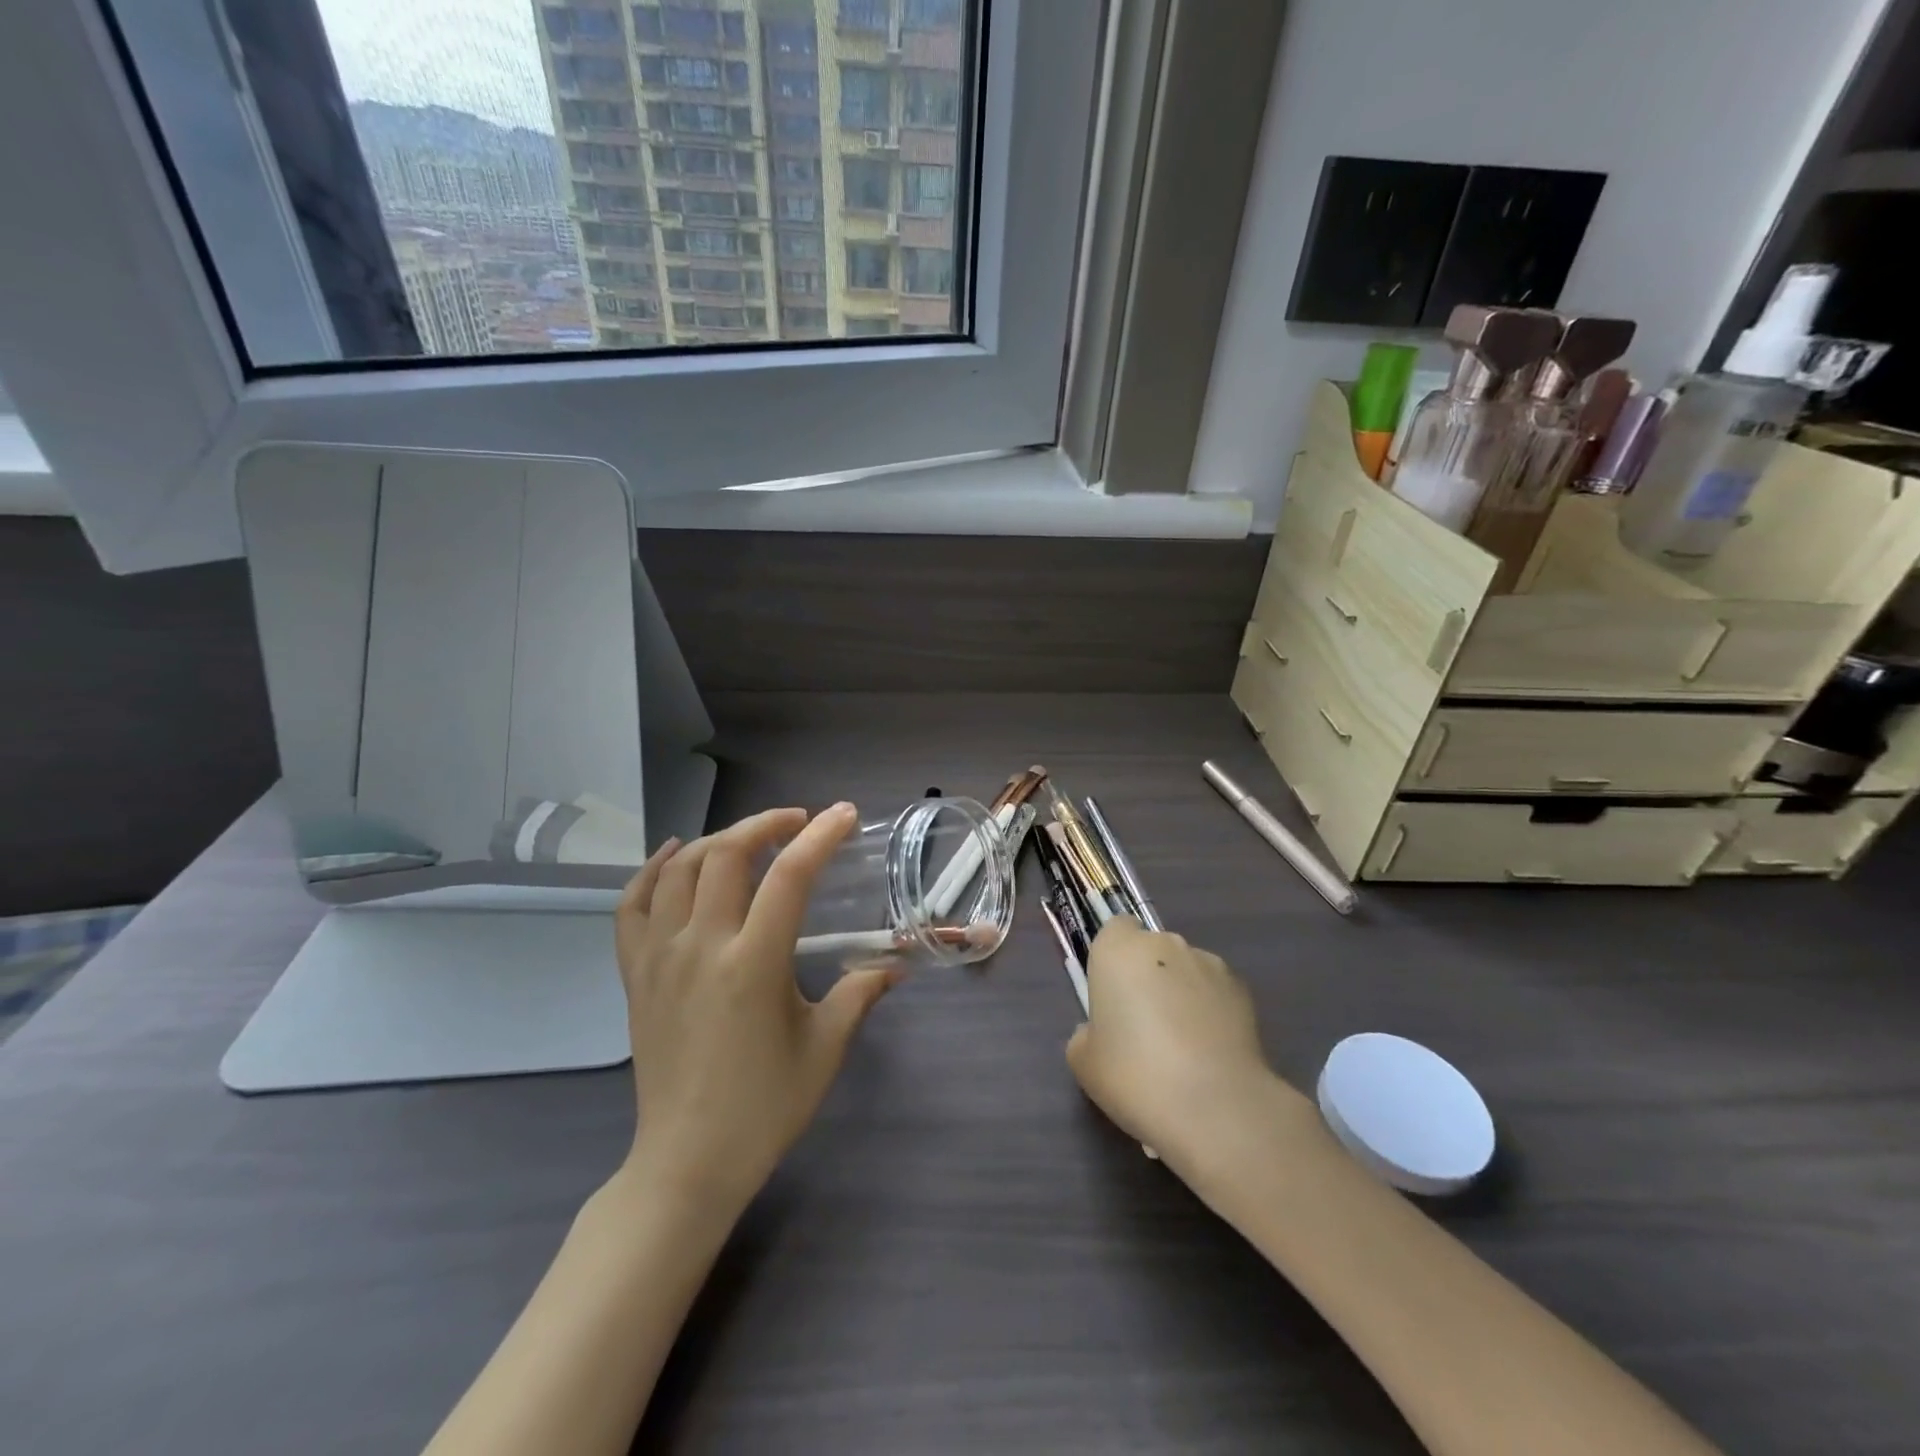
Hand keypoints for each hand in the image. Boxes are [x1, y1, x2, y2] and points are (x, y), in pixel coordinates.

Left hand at [615, 804, 899, 1210]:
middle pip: (726, 855)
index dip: (820, 836)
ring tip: (747, 839)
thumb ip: (859, 993)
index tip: (842, 815)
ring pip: (678, 869)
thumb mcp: (824, 1048)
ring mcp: (659, 958)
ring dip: (716, 840)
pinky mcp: (634, 975)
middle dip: (765, 824)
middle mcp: (701, 947)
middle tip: (797, 823)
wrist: (687, 1162)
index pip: (789, 876)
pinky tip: (673, 855)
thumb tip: (894, 964)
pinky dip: (651, 870)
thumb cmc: (764, 1107)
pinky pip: (631, 906)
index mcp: (753, 964)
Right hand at [1066, 919, 1304, 1167]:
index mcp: (1119, 950)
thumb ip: (1088, 1032)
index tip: (1112, 994)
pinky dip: (1210, 1010)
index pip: (1115, 929)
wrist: (1214, 1105)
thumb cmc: (1134, 1075)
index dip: (1113, 958)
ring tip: (1183, 1044)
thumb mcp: (1083, 1061)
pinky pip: (1215, 991)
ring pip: (1185, 969)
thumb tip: (1105, 1030)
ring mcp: (1208, 963)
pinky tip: (1210, 1051)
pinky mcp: (1242, 989)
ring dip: (1180, 992)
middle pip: (1151, 949)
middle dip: (1147, 976)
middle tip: (1143, 1025)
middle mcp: (1164, 944)